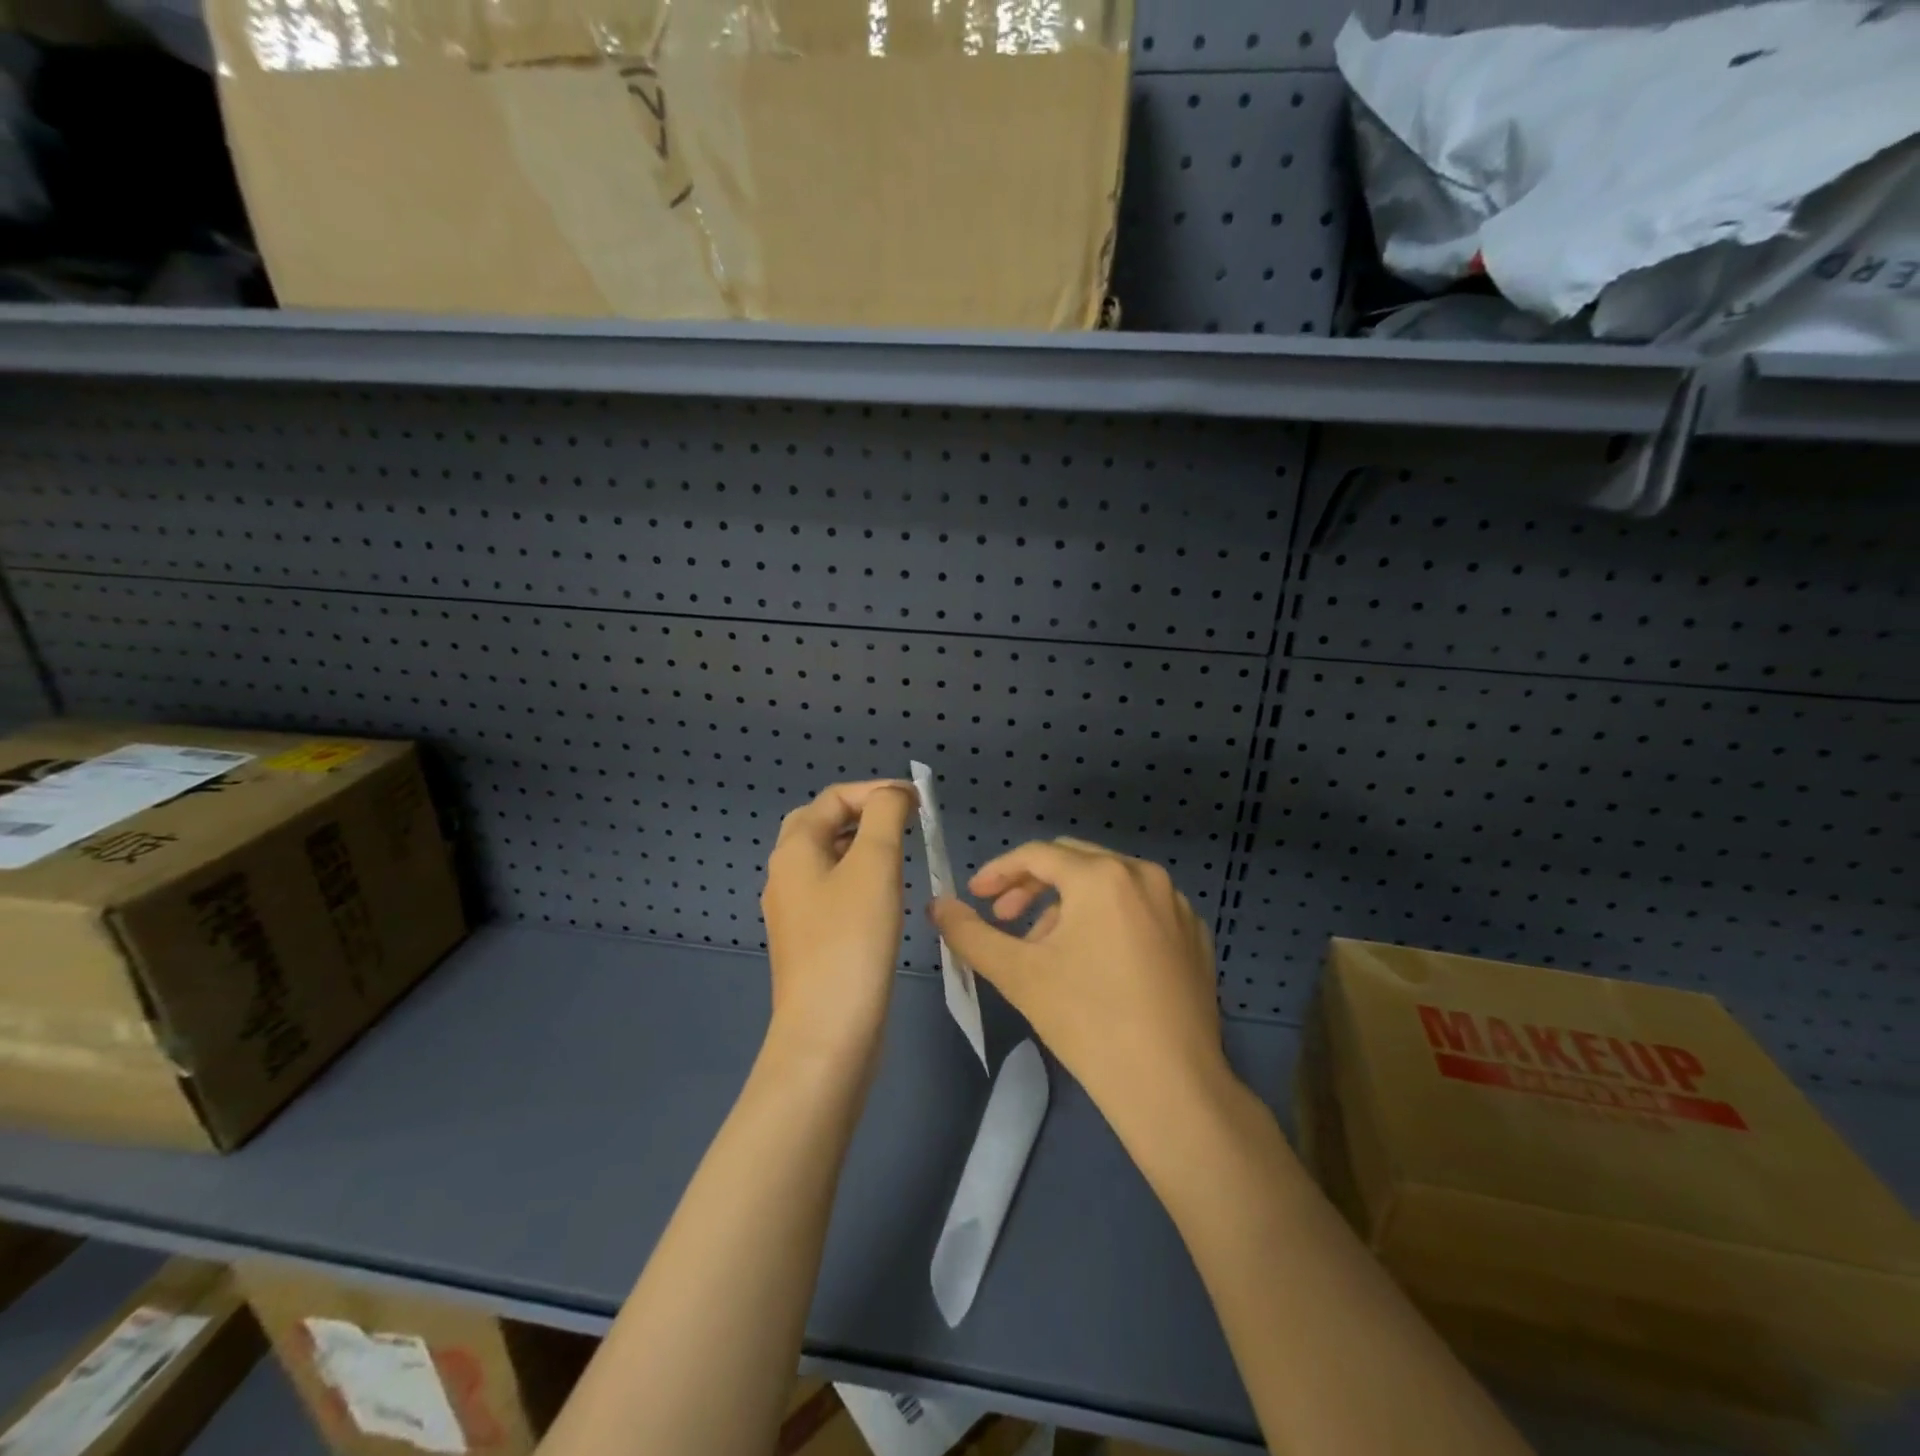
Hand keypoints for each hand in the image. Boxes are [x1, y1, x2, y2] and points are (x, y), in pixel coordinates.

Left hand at [761, 781, 916, 1059]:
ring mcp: (793, 910)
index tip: (919, 801)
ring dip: (863, 845)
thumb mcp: (874, 864)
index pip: (833, 798)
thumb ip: (884, 816)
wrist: (828, 1031)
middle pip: (822, 824)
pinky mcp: (809, 940)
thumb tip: (892, 795)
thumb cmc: (852, 938)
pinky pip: (832, 891)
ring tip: (902, 852)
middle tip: (904, 821)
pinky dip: (859, 877)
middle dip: (864, 814)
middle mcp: (785, 874)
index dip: (876, 790)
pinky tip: (886, 895)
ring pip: (828, 859)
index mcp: (794, 850)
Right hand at [929, 838, 1231, 1140]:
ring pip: (1108, 884)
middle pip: (1074, 861)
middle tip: (1004, 917)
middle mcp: (1145, 875)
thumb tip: (938, 905)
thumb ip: (970, 933)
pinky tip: (1096, 962)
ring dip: (1069, 904)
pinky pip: (1140, 909)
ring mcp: (1177, 904)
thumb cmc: (1088, 1022)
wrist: (1172, 1087)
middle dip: (1032, 885)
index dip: (999, 871)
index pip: (1038, 855)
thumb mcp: (1018, 974)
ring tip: (1047, 949)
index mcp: (1103, 876)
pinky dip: (1109, 920)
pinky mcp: (1195, 935)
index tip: (974, 895)